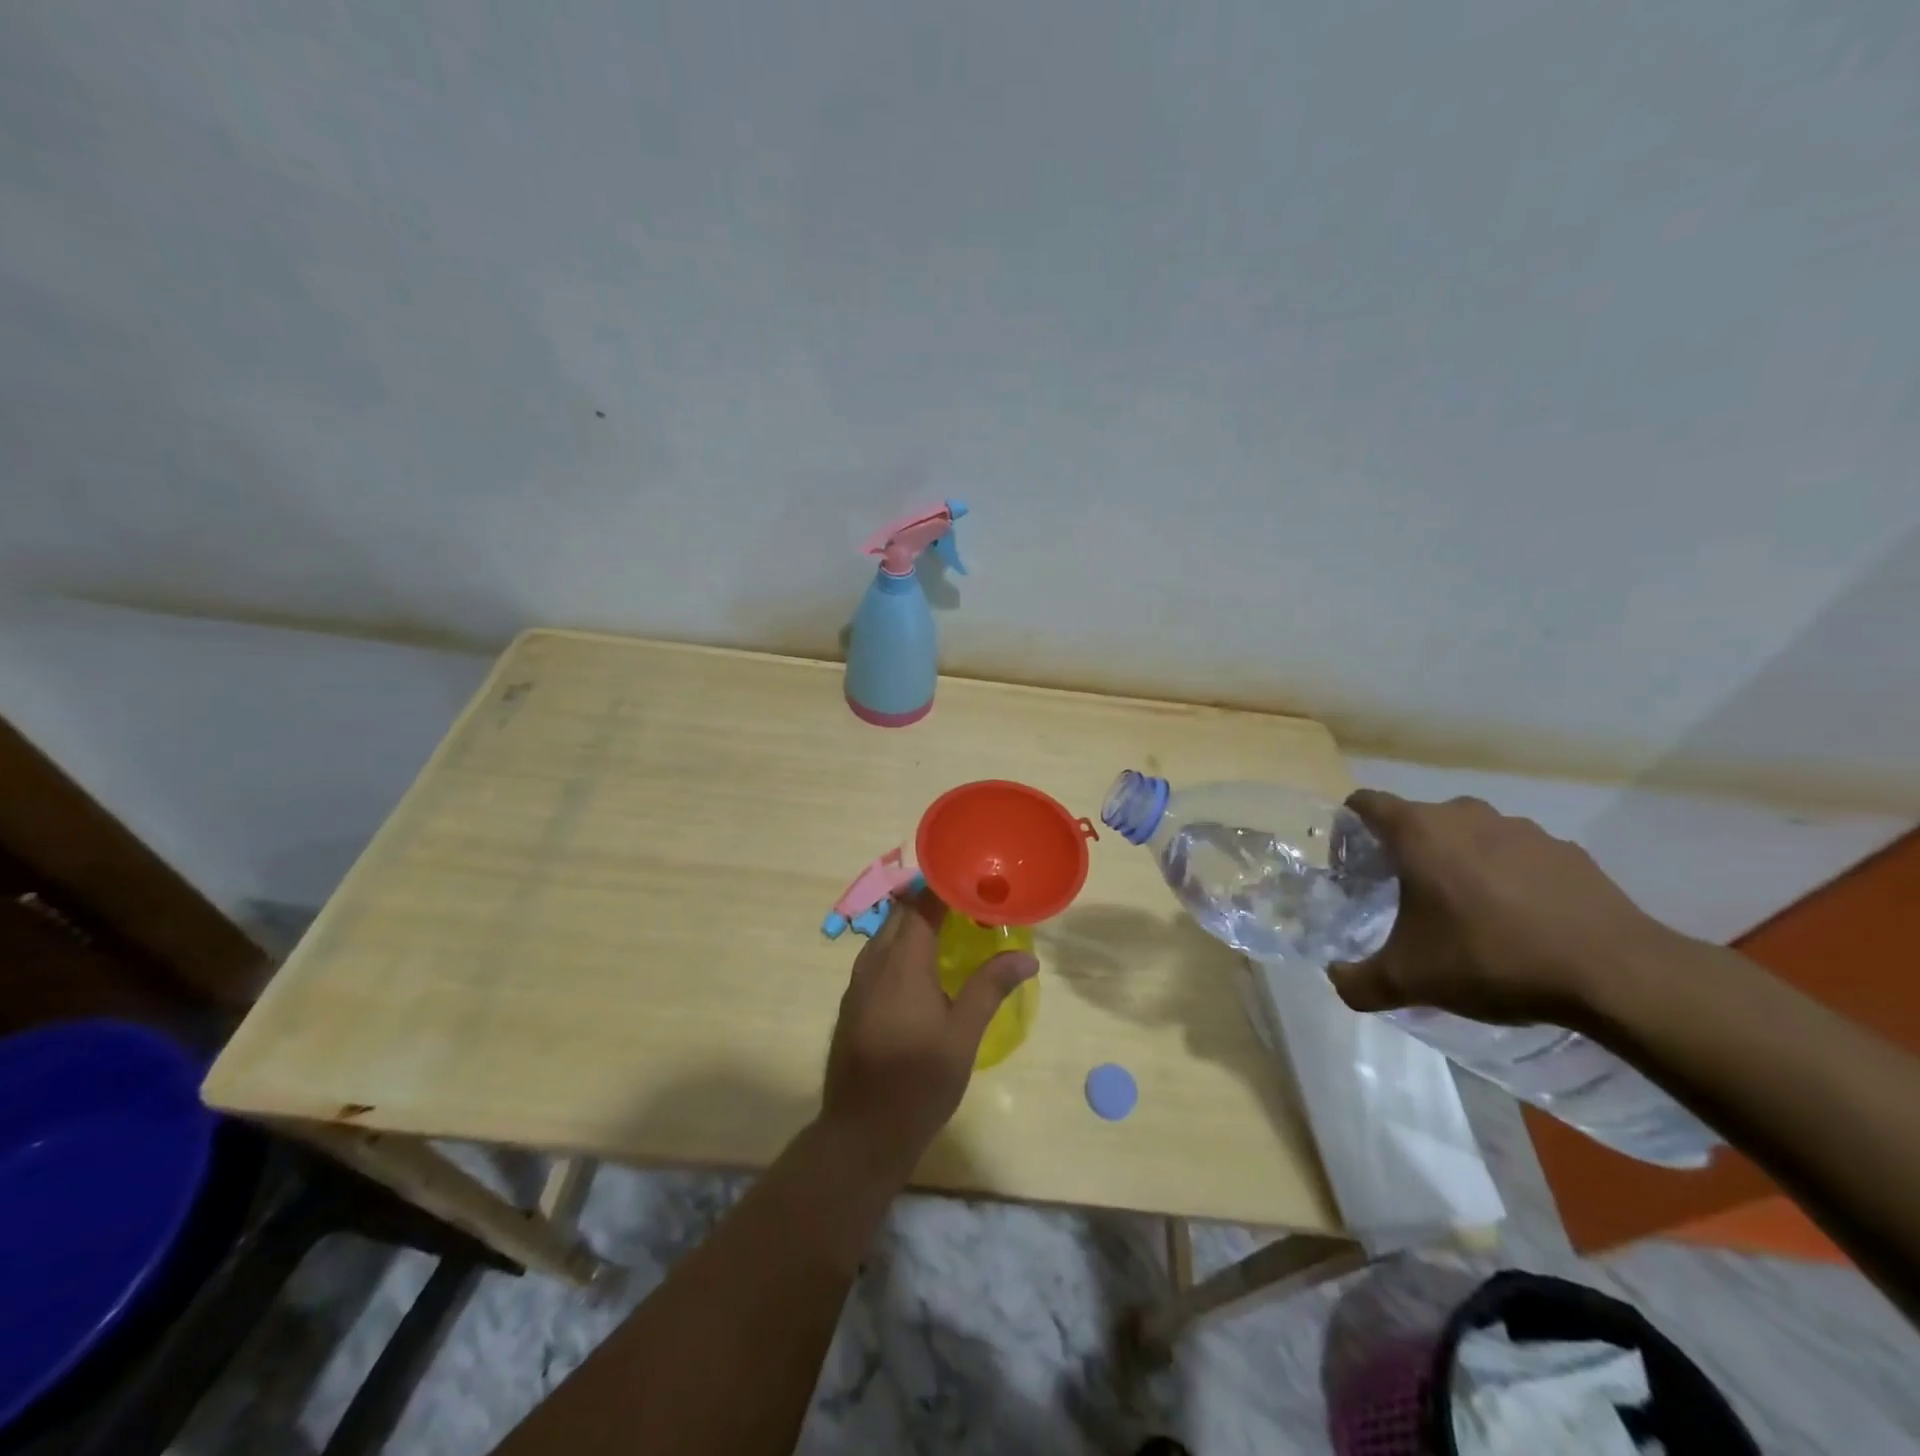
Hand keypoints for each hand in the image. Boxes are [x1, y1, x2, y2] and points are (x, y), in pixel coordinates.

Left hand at [821, 889, 1037, 1179]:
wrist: (861, 1132)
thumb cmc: (918, 1082)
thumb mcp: (963, 1035)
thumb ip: (990, 988)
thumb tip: (1027, 956)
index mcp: (902, 962)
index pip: (921, 904)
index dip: (944, 885)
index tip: (973, 876)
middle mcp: (874, 962)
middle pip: (901, 913)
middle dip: (931, 900)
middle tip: (970, 900)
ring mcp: (858, 982)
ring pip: (886, 934)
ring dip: (915, 923)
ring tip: (952, 926)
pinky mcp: (853, 1001)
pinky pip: (878, 956)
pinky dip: (902, 946)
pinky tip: (924, 965)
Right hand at [1329, 791, 1679, 1026]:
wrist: (1615, 973)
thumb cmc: (1490, 958)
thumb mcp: (1409, 980)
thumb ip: (1359, 981)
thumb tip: (1337, 979)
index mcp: (1418, 832)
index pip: (1367, 803)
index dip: (1350, 825)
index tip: (1351, 859)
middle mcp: (1465, 816)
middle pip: (1419, 819)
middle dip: (1406, 849)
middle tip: (1404, 893)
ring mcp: (1522, 829)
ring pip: (1471, 834)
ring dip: (1459, 860)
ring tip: (1466, 908)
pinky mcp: (1568, 852)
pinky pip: (1519, 855)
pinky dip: (1508, 876)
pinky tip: (1520, 919)